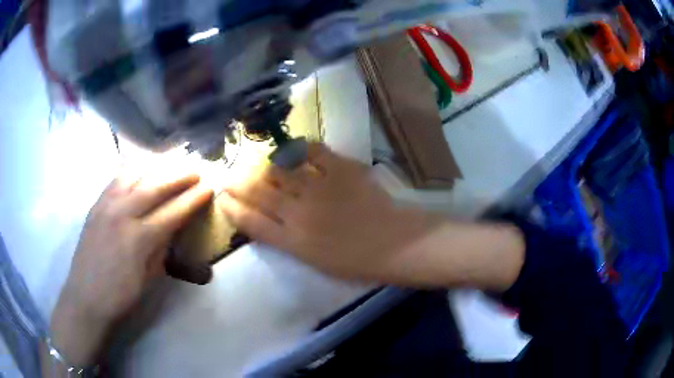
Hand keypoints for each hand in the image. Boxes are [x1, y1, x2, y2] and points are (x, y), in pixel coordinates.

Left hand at [50, 173, 212, 365]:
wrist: (86, 297)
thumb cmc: (121, 296)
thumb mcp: (149, 278)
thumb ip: (161, 249)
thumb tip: (172, 228)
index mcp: (140, 238)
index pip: (173, 212)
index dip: (193, 199)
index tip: (209, 188)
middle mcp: (123, 214)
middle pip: (156, 186)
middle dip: (179, 176)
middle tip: (195, 170)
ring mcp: (106, 205)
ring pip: (135, 175)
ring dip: (156, 168)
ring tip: (170, 165)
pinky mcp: (96, 204)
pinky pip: (116, 179)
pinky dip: (132, 171)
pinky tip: (140, 171)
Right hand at [219, 143, 442, 281]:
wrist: (395, 243)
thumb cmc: (357, 262)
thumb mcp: (315, 261)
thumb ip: (288, 240)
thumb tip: (267, 219)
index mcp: (294, 242)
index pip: (252, 222)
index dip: (233, 208)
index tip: (222, 198)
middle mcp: (300, 213)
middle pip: (259, 192)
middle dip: (237, 182)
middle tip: (228, 176)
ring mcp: (320, 189)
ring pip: (280, 168)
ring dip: (265, 165)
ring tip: (261, 164)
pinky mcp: (341, 170)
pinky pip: (313, 150)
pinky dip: (301, 147)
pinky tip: (295, 149)